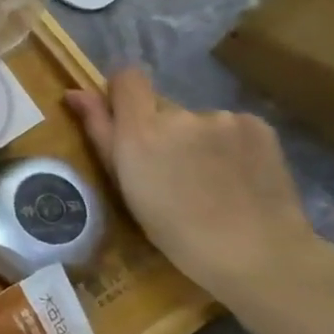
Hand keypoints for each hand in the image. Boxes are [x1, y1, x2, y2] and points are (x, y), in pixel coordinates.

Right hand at [66, 68, 320, 306]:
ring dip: (196, 140)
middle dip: (161, 130)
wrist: (258, 256)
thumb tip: (74, 93)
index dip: (123, 94)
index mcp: (142, 130)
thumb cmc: (175, 229)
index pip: (127, 77)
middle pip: (162, 106)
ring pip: (197, 120)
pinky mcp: (258, 126)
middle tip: (172, 171)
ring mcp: (223, 118)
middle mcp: (181, 114)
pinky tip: (238, 176)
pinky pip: (230, 127)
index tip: (126, 122)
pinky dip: (228, 145)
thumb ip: (99, 130)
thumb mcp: (124, 184)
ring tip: (210, 180)